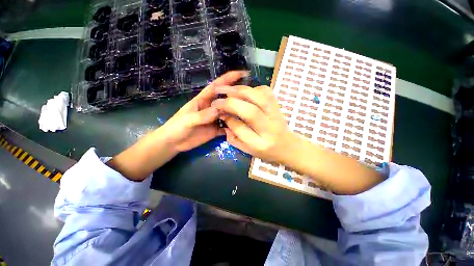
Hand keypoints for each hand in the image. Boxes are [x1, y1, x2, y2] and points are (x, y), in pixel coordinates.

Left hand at [107, 71, 247, 180]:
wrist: (173, 143)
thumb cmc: (176, 127)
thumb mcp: (188, 120)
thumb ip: (202, 115)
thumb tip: (219, 110)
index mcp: (203, 100)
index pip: (217, 86)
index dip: (228, 79)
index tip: (242, 74)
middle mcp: (211, 108)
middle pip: (226, 99)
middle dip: (237, 95)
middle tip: (252, 95)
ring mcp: (214, 119)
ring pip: (228, 113)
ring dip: (237, 112)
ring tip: (250, 111)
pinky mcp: (216, 130)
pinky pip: (227, 127)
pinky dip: (233, 127)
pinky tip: (242, 128)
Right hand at [212, 85, 299, 163]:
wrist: (288, 146)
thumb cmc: (266, 151)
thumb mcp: (248, 150)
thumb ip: (234, 137)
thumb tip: (225, 117)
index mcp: (260, 144)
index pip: (241, 129)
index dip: (228, 118)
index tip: (219, 112)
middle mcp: (270, 128)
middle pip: (251, 112)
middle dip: (231, 102)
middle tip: (217, 97)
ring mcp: (277, 114)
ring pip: (260, 98)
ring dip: (240, 91)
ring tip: (226, 89)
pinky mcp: (278, 105)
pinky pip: (266, 92)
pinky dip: (252, 88)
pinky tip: (243, 91)